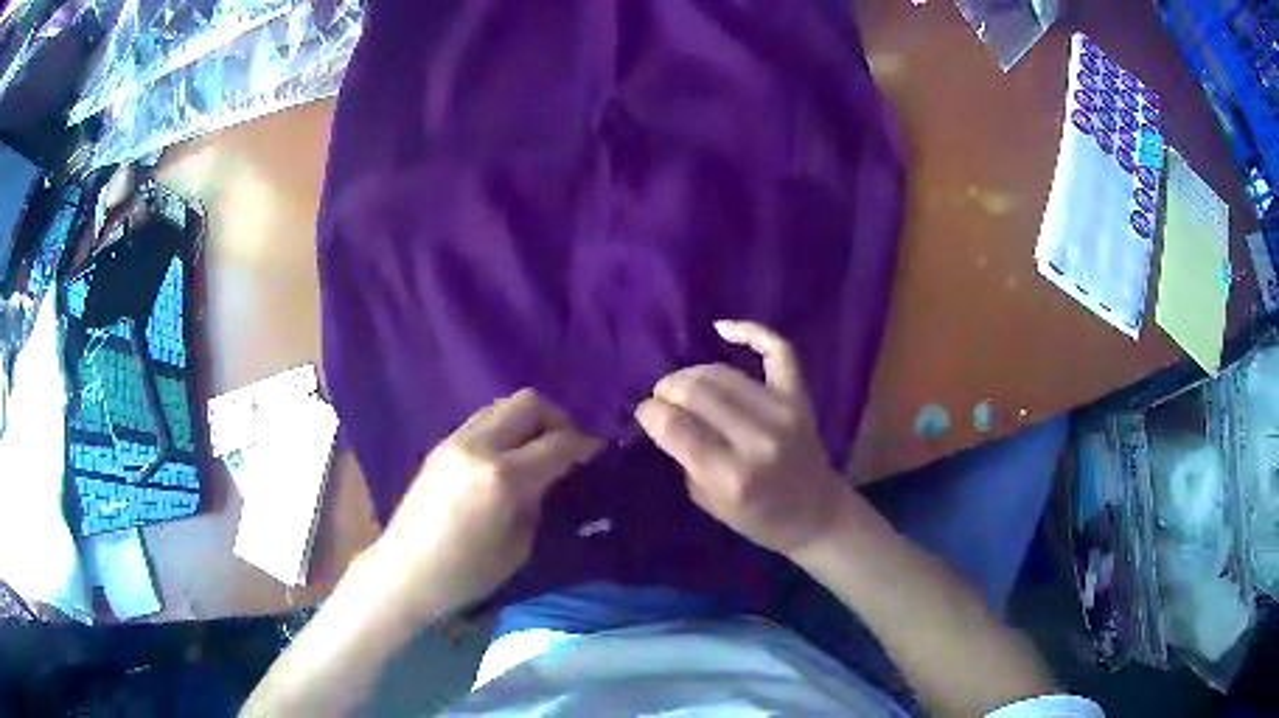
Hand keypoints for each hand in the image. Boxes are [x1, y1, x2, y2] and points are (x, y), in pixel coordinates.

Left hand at [369, 389, 601, 617]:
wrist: (406, 569)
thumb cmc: (466, 572)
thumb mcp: (519, 546)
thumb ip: (538, 501)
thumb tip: (550, 477)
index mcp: (503, 477)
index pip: (558, 442)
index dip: (586, 443)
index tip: (601, 450)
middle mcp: (480, 445)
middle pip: (530, 403)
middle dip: (558, 419)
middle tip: (568, 447)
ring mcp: (456, 440)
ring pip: (504, 405)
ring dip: (529, 420)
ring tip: (538, 450)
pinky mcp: (442, 444)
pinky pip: (484, 420)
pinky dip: (506, 428)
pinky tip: (508, 458)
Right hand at [635, 320, 858, 556]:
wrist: (816, 514)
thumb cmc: (758, 519)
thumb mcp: (708, 503)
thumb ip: (685, 458)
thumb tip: (661, 418)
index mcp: (730, 476)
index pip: (674, 427)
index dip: (649, 412)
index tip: (644, 412)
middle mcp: (757, 439)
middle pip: (696, 392)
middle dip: (667, 390)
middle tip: (660, 398)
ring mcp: (783, 413)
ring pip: (723, 373)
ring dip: (692, 372)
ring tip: (681, 383)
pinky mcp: (799, 397)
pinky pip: (777, 350)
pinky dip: (750, 331)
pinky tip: (721, 328)